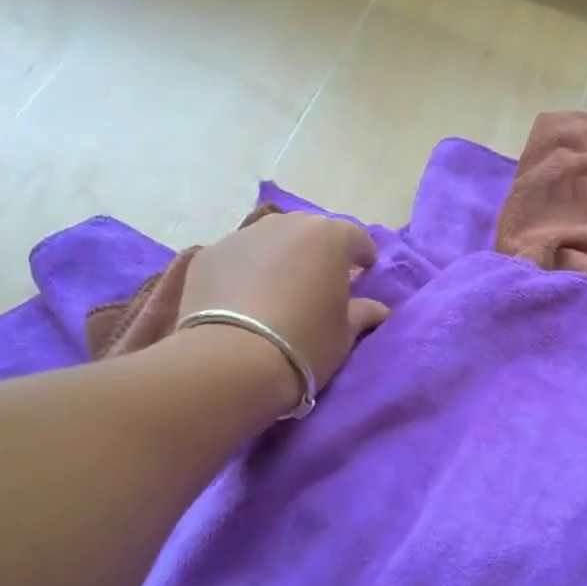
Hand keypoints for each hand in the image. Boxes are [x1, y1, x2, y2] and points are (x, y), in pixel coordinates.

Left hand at [178, 214, 390, 394]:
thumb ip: (362, 313)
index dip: (362, 255)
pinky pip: (237, 258)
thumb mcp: (344, 334)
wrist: (231, 361)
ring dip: (280, 258)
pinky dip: (244, 272)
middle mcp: (286, 224)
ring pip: (270, 241)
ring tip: (278, 290)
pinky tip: (243, 300)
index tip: (364, 273)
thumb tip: (378, 309)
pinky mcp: (208, 254)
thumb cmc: (305, 343)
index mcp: (329, 237)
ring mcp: (242, 235)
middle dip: (318, 252)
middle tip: (319, 282)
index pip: (355, 237)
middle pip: (309, 232)